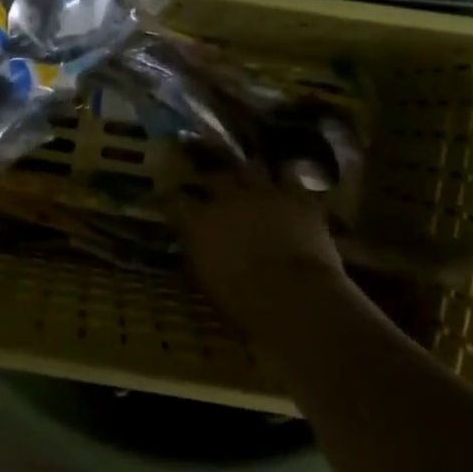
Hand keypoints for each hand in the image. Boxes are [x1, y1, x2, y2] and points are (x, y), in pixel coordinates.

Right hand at [173, 162, 346, 332]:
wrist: (295, 298)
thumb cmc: (243, 302)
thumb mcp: (206, 281)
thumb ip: (198, 254)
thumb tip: (195, 245)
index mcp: (200, 221)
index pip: (177, 201)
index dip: (175, 202)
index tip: (174, 205)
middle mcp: (228, 198)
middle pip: (213, 177)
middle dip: (209, 180)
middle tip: (209, 185)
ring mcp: (265, 193)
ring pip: (249, 168)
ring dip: (244, 173)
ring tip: (245, 177)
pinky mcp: (298, 198)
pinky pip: (289, 179)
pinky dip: (284, 183)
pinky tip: (284, 187)